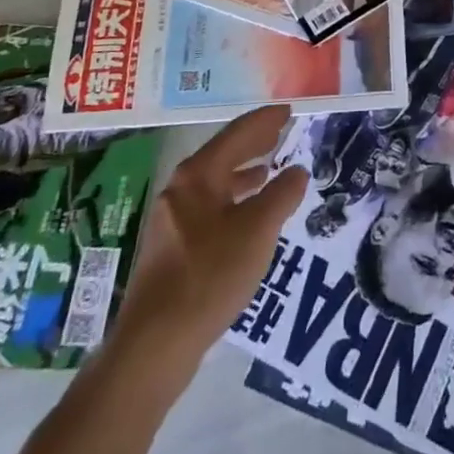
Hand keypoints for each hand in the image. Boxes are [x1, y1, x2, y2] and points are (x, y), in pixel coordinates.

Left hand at [117, 106, 307, 362]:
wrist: (156, 342)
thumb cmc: (210, 275)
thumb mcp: (258, 230)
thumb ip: (282, 194)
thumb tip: (297, 171)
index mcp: (198, 175)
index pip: (238, 133)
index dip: (265, 120)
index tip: (288, 111)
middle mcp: (180, 189)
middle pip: (223, 154)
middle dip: (254, 142)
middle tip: (282, 131)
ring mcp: (173, 219)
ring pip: (215, 182)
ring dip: (244, 172)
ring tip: (270, 168)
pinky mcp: (172, 247)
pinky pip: (210, 206)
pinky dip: (234, 199)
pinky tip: (249, 214)